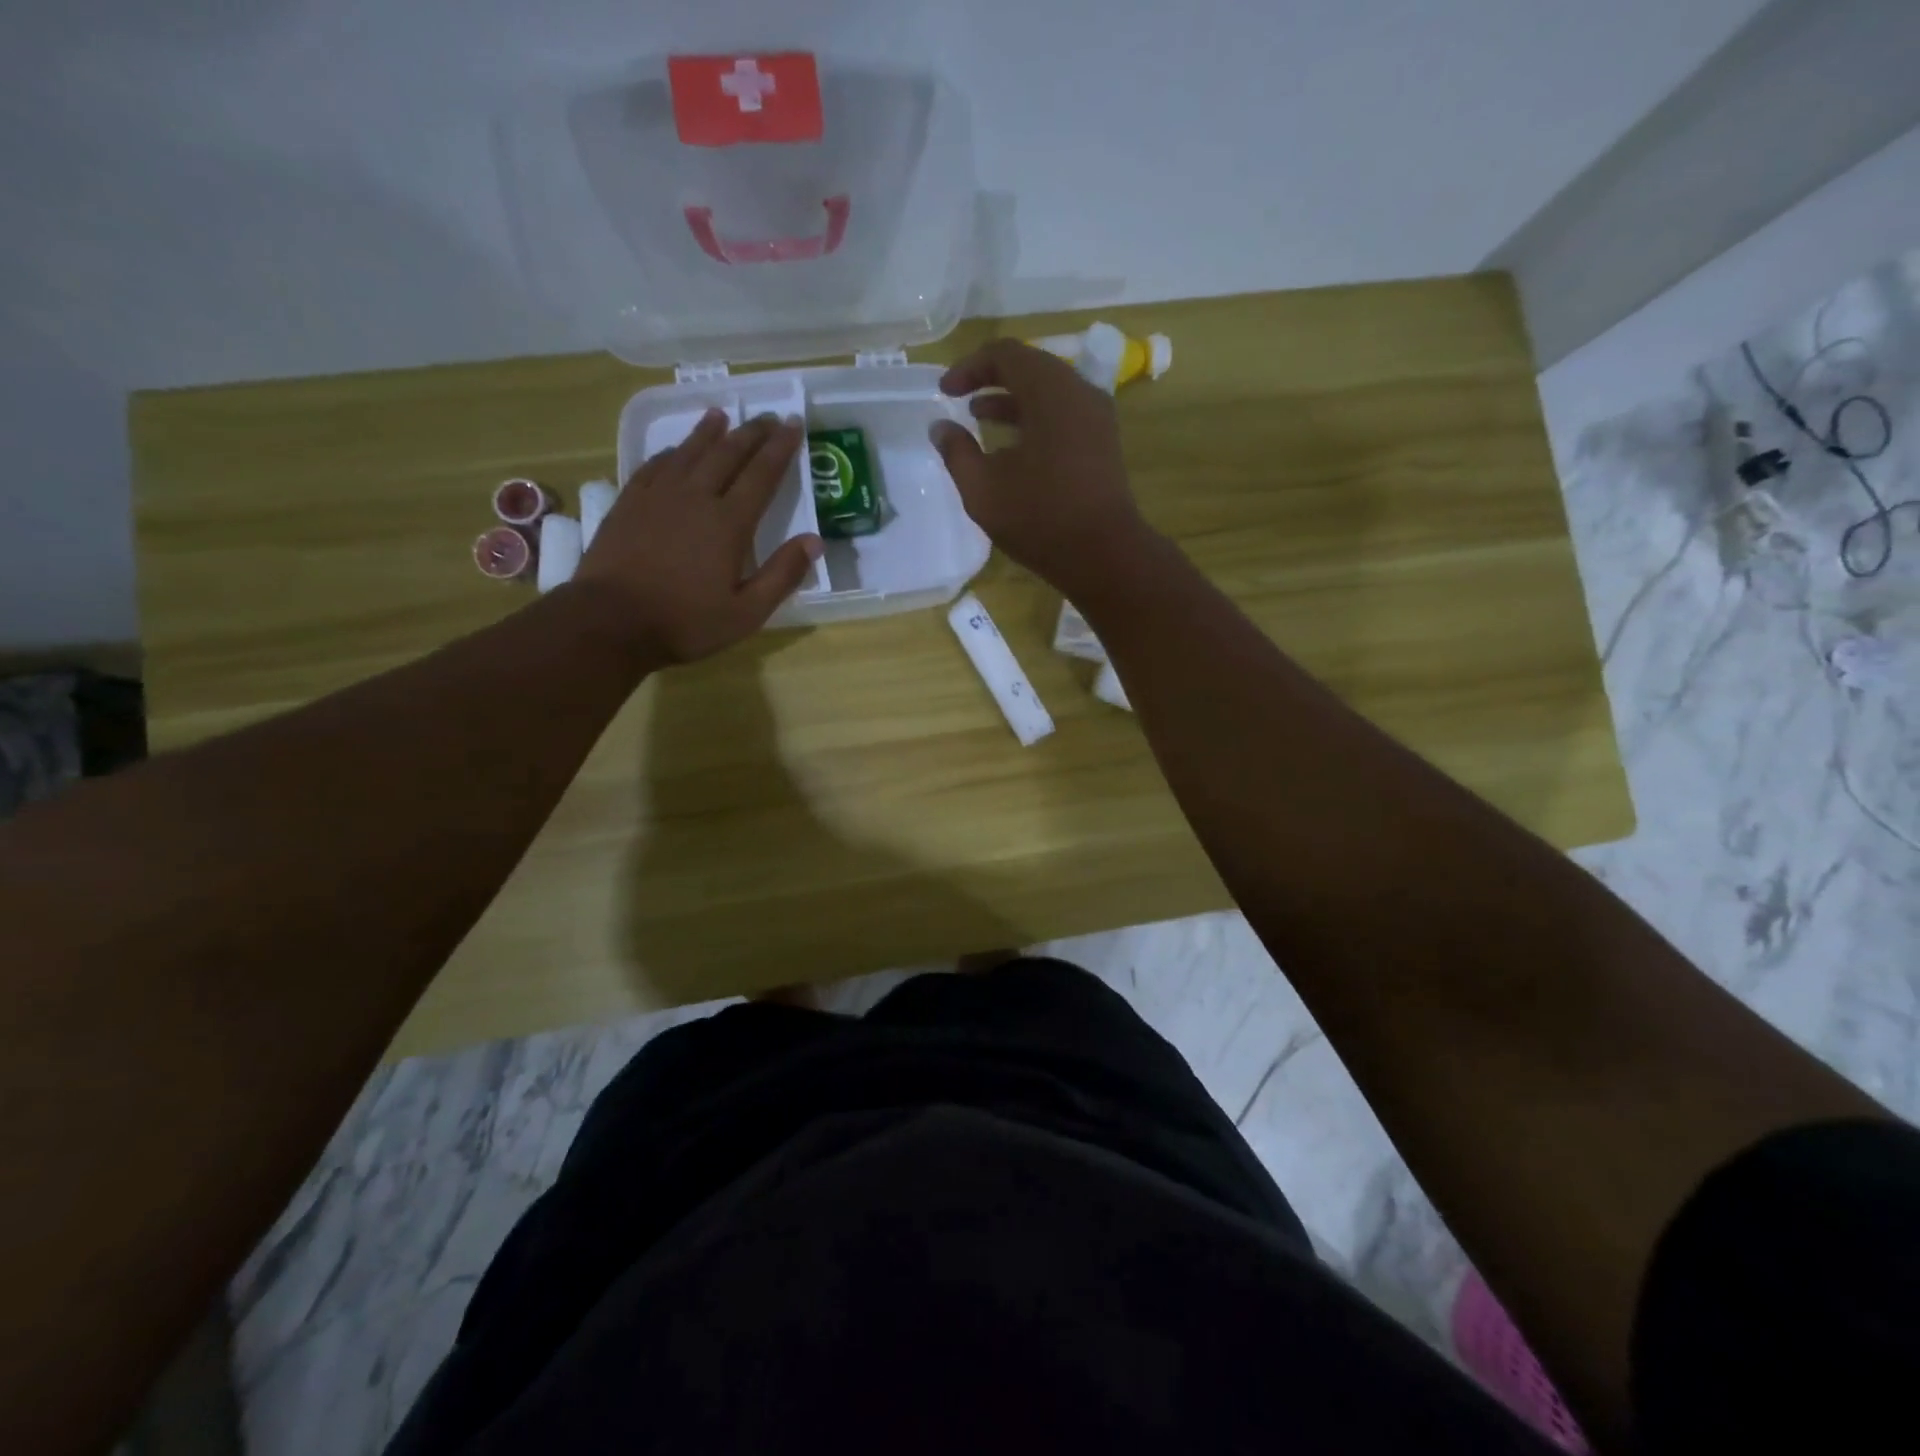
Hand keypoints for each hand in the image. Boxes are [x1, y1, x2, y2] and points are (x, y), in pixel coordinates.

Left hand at [571, 410, 821, 665]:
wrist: (611, 621)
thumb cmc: (685, 622)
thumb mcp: (746, 613)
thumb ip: (782, 575)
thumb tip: (814, 541)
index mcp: (729, 523)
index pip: (762, 475)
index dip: (780, 448)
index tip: (793, 424)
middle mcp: (696, 497)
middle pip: (727, 454)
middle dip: (750, 433)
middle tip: (766, 417)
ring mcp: (658, 496)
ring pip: (689, 452)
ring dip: (708, 432)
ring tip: (721, 415)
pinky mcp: (629, 503)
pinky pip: (654, 466)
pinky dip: (671, 452)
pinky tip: (675, 450)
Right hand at [929, 339, 1154, 596]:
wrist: (1103, 555)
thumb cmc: (1040, 519)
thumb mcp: (983, 489)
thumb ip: (957, 453)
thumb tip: (940, 428)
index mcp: (1051, 392)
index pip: (1006, 354)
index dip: (970, 366)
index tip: (945, 390)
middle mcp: (1079, 393)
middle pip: (1031, 367)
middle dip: (991, 379)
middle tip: (960, 398)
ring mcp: (1096, 418)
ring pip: (1049, 393)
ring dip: (1012, 401)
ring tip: (979, 418)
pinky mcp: (1102, 444)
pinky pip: (1063, 415)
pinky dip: (1034, 420)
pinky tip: (1011, 449)